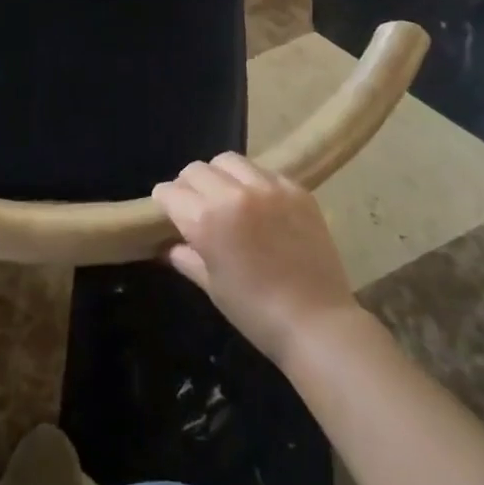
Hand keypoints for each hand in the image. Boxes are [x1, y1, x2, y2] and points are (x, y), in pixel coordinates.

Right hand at [153, 153, 358, 366]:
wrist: (318, 323)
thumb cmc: (256, 313)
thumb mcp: (212, 286)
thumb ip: (186, 257)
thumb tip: (167, 246)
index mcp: (206, 219)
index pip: (170, 191)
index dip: (165, 202)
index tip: (170, 213)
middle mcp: (233, 194)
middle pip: (196, 170)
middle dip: (189, 186)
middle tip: (198, 206)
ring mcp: (268, 187)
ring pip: (228, 161)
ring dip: (220, 176)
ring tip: (228, 197)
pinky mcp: (295, 189)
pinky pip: (263, 171)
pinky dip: (253, 182)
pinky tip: (260, 205)